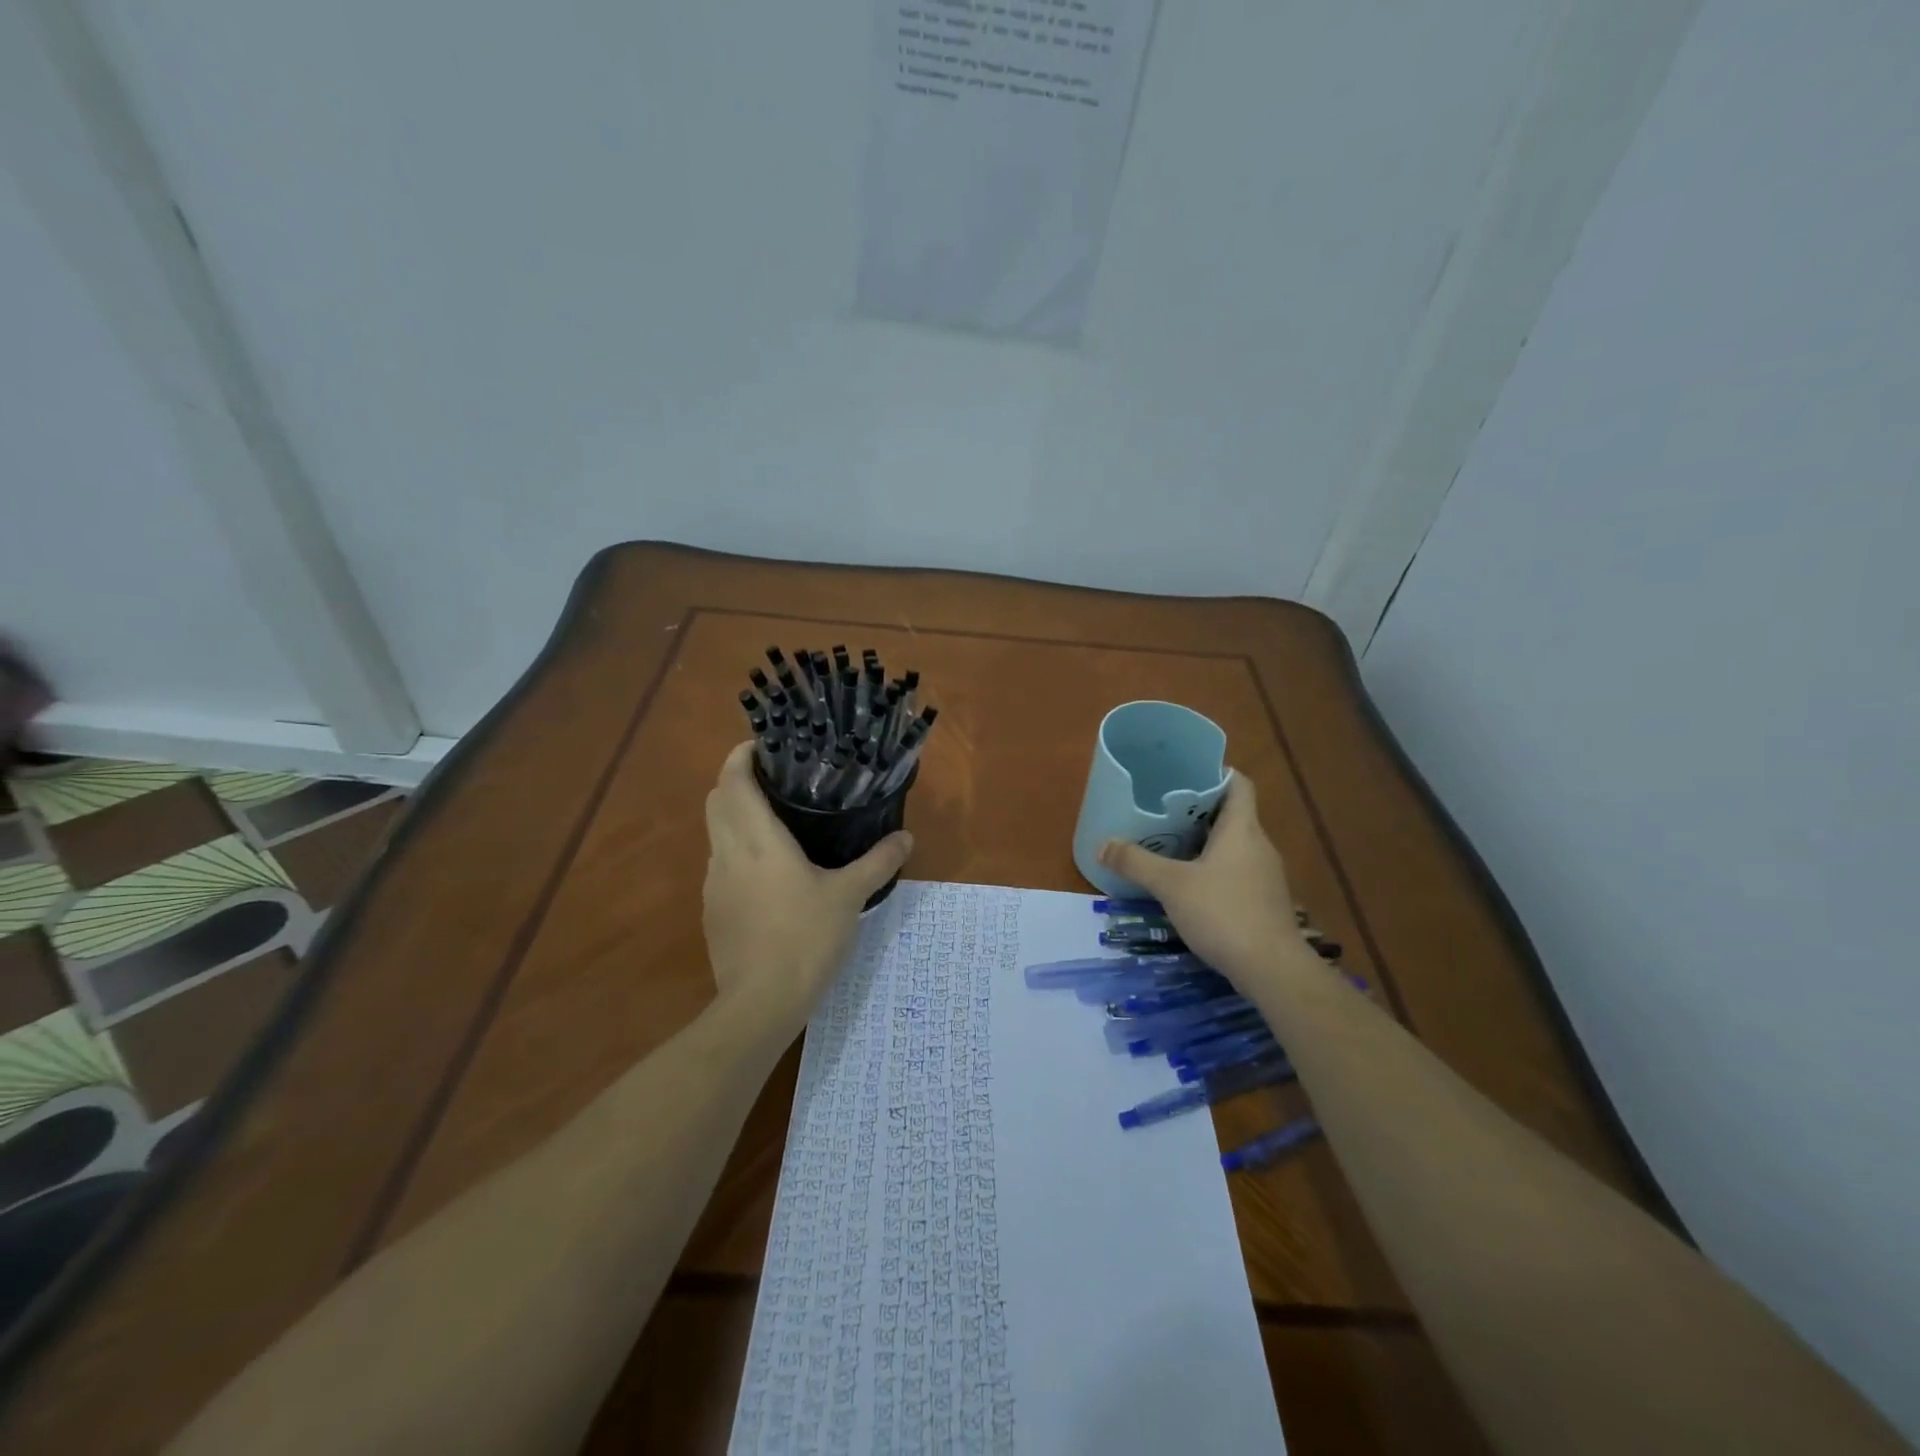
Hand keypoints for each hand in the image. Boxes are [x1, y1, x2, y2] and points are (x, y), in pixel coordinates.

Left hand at [703, 742, 913, 1035]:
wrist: (760, 1004)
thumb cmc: (805, 938)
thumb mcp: (849, 897)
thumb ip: (878, 863)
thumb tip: (906, 837)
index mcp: (756, 840)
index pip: (732, 780)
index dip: (740, 756)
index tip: (763, 746)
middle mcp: (726, 853)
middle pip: (716, 800)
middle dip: (737, 782)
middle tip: (775, 780)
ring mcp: (713, 884)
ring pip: (716, 834)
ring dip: (735, 818)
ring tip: (775, 823)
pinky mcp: (711, 910)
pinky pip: (720, 865)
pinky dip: (736, 852)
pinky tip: (768, 874)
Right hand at [1096, 773, 1310, 986]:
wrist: (1272, 969)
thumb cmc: (1223, 913)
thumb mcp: (1171, 885)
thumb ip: (1136, 862)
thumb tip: (1102, 844)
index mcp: (1242, 829)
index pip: (1238, 784)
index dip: (1216, 772)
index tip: (1186, 772)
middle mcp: (1259, 845)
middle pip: (1233, 814)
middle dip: (1199, 809)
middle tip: (1164, 809)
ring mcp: (1265, 875)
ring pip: (1234, 845)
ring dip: (1205, 841)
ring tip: (1170, 844)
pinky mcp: (1264, 901)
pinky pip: (1237, 871)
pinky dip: (1214, 868)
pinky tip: (1190, 884)